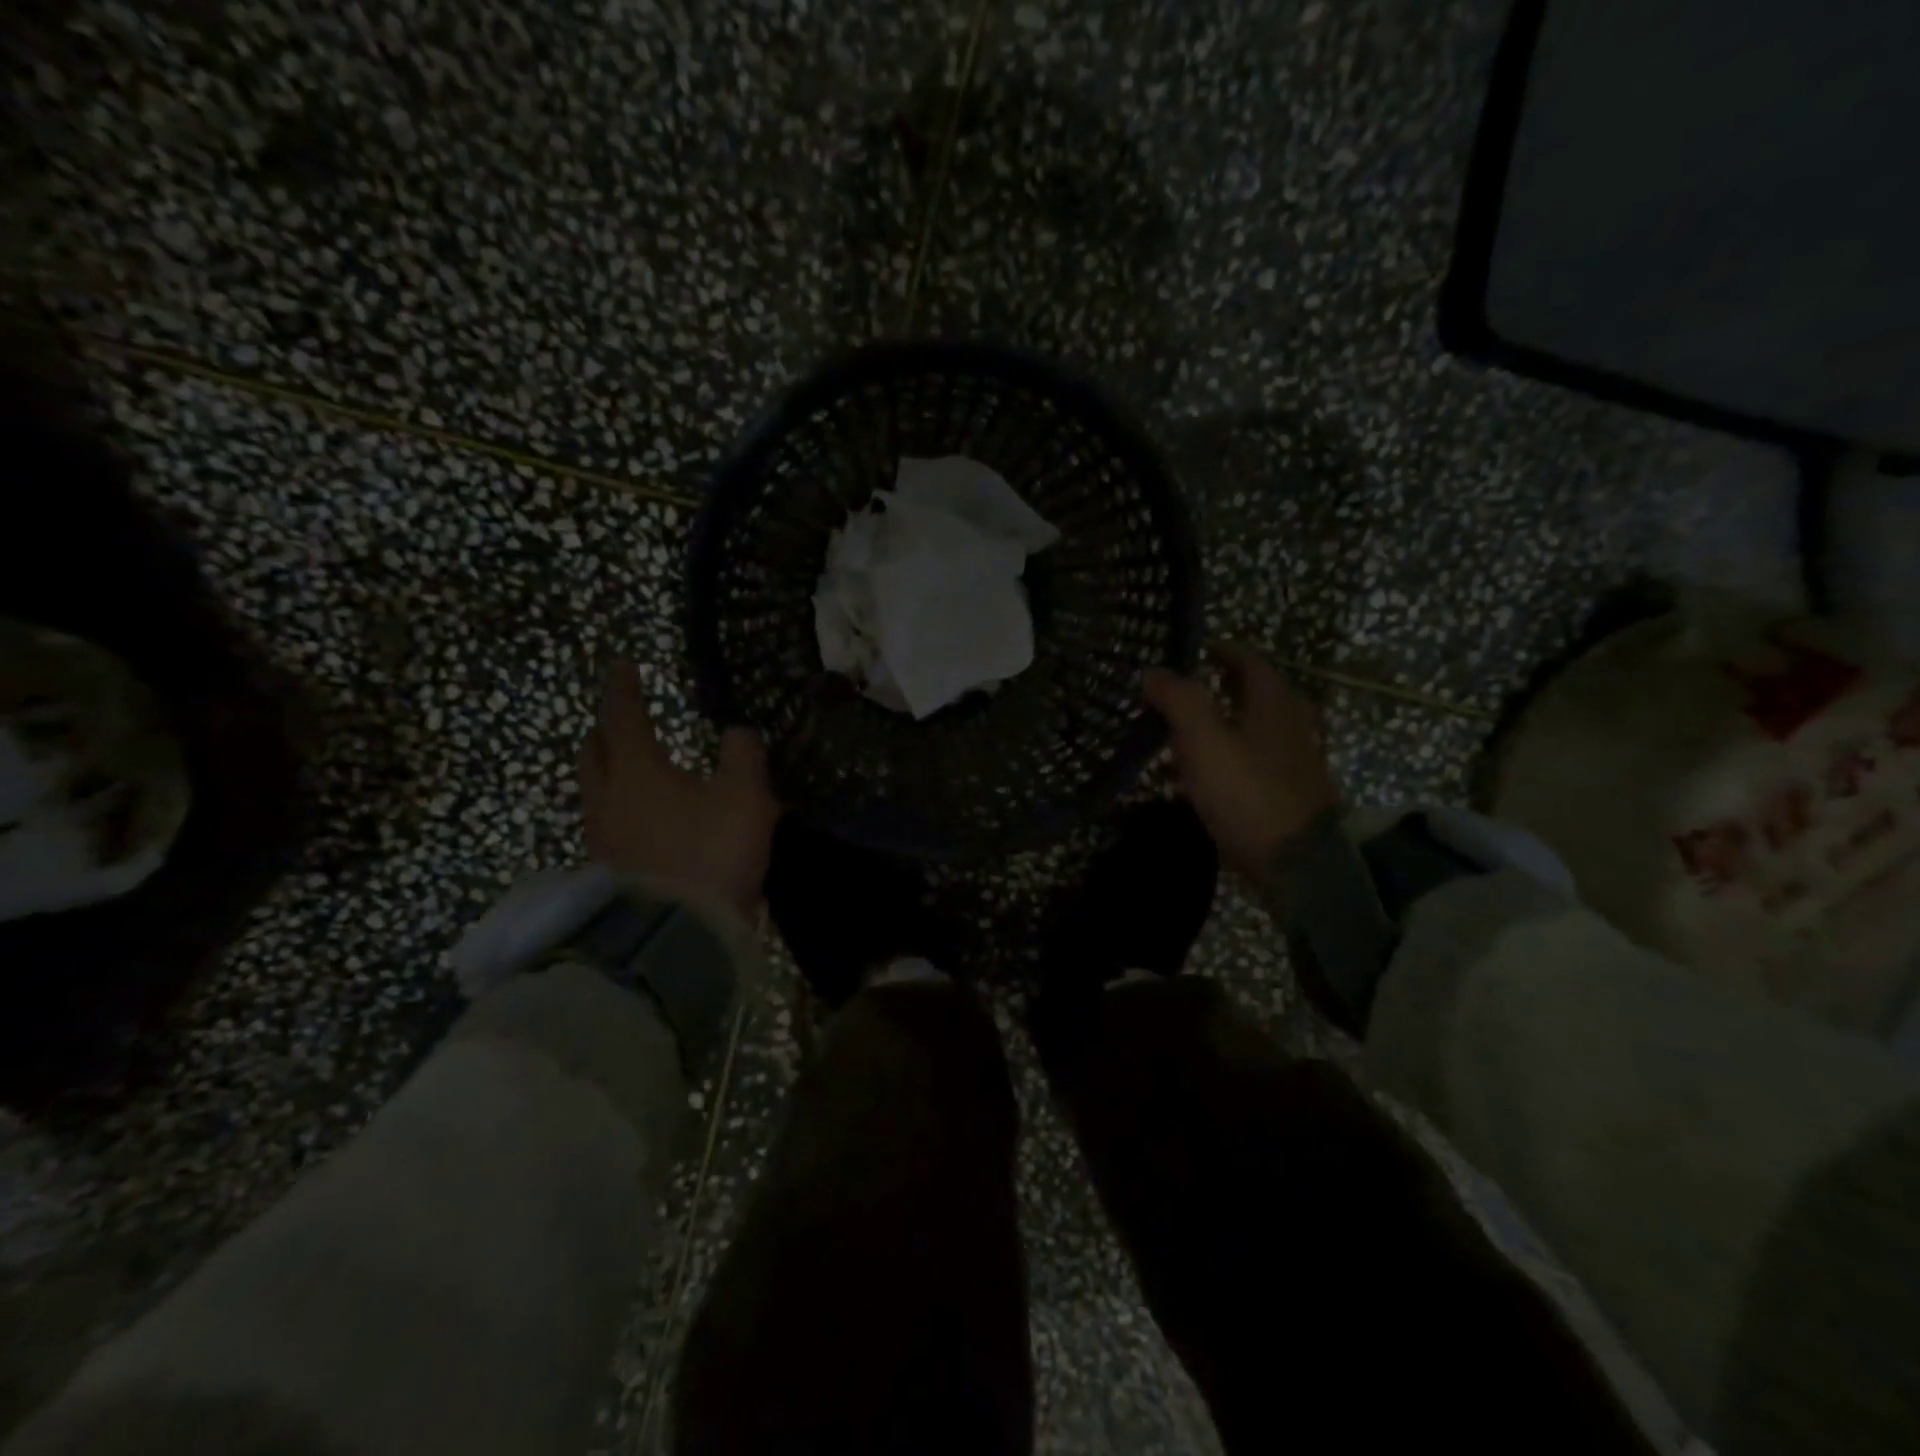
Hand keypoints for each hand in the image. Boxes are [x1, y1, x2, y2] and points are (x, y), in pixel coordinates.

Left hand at [579, 660, 777, 917]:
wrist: (677, 935)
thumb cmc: (711, 851)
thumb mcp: (744, 797)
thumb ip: (743, 757)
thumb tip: (737, 732)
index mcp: (637, 770)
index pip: (622, 716)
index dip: (623, 689)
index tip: (621, 666)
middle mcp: (608, 798)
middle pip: (594, 753)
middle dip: (605, 730)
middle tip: (620, 720)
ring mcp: (602, 839)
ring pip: (596, 791)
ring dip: (609, 772)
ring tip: (632, 770)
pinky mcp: (607, 872)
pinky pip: (607, 826)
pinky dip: (621, 810)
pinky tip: (643, 822)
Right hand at [1143, 645, 1338, 882]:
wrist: (1297, 863)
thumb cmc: (1246, 791)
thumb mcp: (1203, 739)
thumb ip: (1178, 700)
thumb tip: (1152, 671)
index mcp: (1274, 702)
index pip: (1250, 661)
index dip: (1223, 651)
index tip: (1197, 649)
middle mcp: (1292, 724)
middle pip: (1260, 693)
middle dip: (1227, 685)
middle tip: (1192, 687)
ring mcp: (1296, 762)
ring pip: (1260, 728)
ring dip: (1231, 721)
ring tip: (1194, 729)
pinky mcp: (1291, 795)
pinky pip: (1260, 760)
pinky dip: (1237, 755)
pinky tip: (1214, 772)